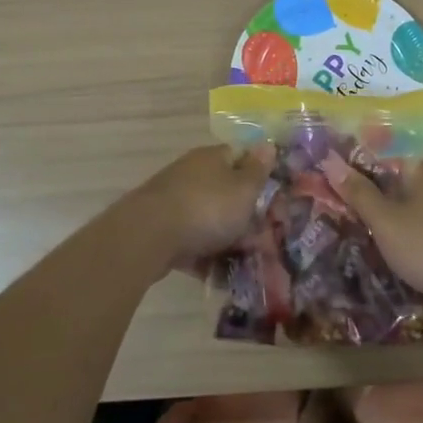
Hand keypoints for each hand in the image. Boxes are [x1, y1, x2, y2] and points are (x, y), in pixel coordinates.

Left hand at [132, 145, 274, 266]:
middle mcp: (192, 174)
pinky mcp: (161, 229)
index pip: (241, 158)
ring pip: (209, 220)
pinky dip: (204, 257)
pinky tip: (217, 278)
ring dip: (226, 241)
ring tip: (243, 265)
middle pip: (226, 192)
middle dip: (245, 217)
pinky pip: (191, 242)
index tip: (274, 200)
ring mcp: (174, 201)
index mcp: (213, 158)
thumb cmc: (207, 208)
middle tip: (262, 241)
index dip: (259, 177)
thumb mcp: (244, 189)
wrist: (148, 236)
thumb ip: (258, 170)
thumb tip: (268, 143)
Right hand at [318, 156, 422, 303]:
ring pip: (415, 204)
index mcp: (421, 170)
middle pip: (398, 180)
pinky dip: (412, 232)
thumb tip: (330, 160)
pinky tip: (402, 251)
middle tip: (345, 213)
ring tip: (367, 235)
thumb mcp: (386, 222)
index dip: (356, 168)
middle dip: (374, 195)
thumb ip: (359, 193)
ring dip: (393, 216)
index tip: (334, 184)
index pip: (382, 156)